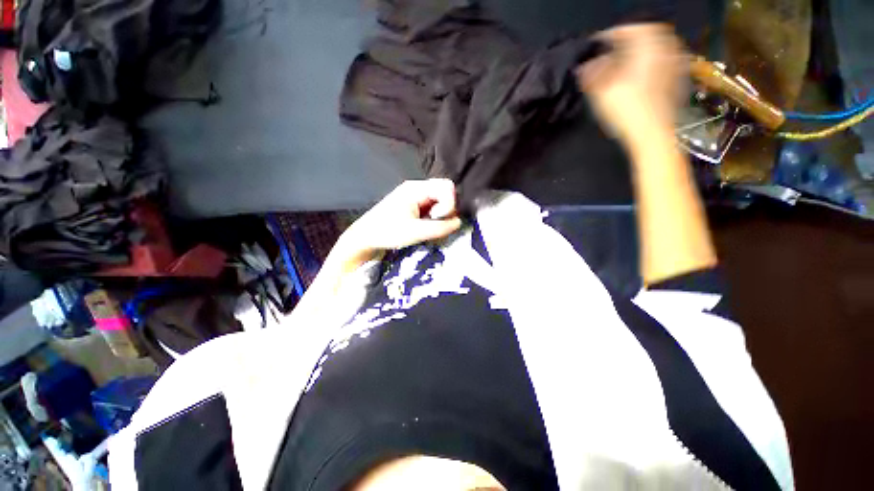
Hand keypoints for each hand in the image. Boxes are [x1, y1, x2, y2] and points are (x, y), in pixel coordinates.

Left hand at [336, 179, 462, 267]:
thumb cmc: (386, 232)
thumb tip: (459, 222)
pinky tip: (425, 228)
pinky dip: (434, 218)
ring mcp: (416, 197)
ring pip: (440, 201)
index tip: (437, 219)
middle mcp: (417, 189)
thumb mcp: (414, 232)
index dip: (449, 204)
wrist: (366, 237)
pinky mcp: (415, 206)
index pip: (446, 187)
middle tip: (435, 224)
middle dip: (446, 209)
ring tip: (428, 228)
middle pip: (445, 192)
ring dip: (441, 216)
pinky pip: (433, 207)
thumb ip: (439, 227)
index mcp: (416, 189)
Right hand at [575, 24, 686, 143]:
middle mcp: (665, 51)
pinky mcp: (677, 80)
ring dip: (641, 49)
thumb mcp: (602, 92)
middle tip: (613, 48)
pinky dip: (651, 61)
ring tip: (626, 59)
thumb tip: (583, 66)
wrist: (652, 135)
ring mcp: (675, 66)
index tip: (596, 42)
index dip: (611, 34)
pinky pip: (664, 60)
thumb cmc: (627, 111)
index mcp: (648, 48)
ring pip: (658, 47)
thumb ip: (592, 74)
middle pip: (648, 34)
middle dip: (629, 38)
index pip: (629, 30)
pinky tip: (641, 72)